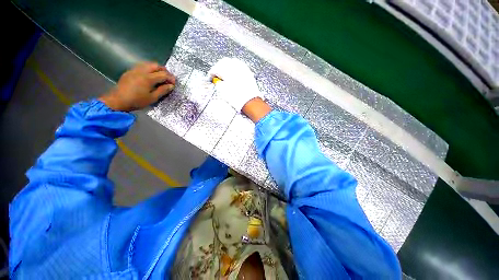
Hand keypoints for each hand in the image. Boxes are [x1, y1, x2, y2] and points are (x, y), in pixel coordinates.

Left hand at [99, 62, 175, 111]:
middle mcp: (141, 71)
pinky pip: (141, 66)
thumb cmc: (137, 101)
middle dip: (164, 71)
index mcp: (148, 78)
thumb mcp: (152, 98)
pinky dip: (148, 69)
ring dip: (156, 69)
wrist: (118, 101)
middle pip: (156, 65)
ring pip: (148, 64)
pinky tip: (149, 77)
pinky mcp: (130, 72)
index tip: (174, 83)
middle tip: (167, 79)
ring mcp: (134, 70)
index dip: (170, 78)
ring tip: (159, 77)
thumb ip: (162, 90)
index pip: (163, 74)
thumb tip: (171, 86)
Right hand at [208, 58, 261, 112]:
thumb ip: (219, 84)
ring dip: (227, 65)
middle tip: (216, 74)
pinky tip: (234, 71)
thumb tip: (217, 81)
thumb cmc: (237, 98)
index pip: (215, 68)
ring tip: (225, 72)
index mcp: (227, 71)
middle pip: (223, 62)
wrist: (250, 102)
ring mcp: (242, 68)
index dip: (211, 73)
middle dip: (218, 67)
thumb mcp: (224, 92)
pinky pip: (240, 65)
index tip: (210, 77)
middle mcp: (235, 67)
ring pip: (232, 61)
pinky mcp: (248, 72)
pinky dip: (235, 66)